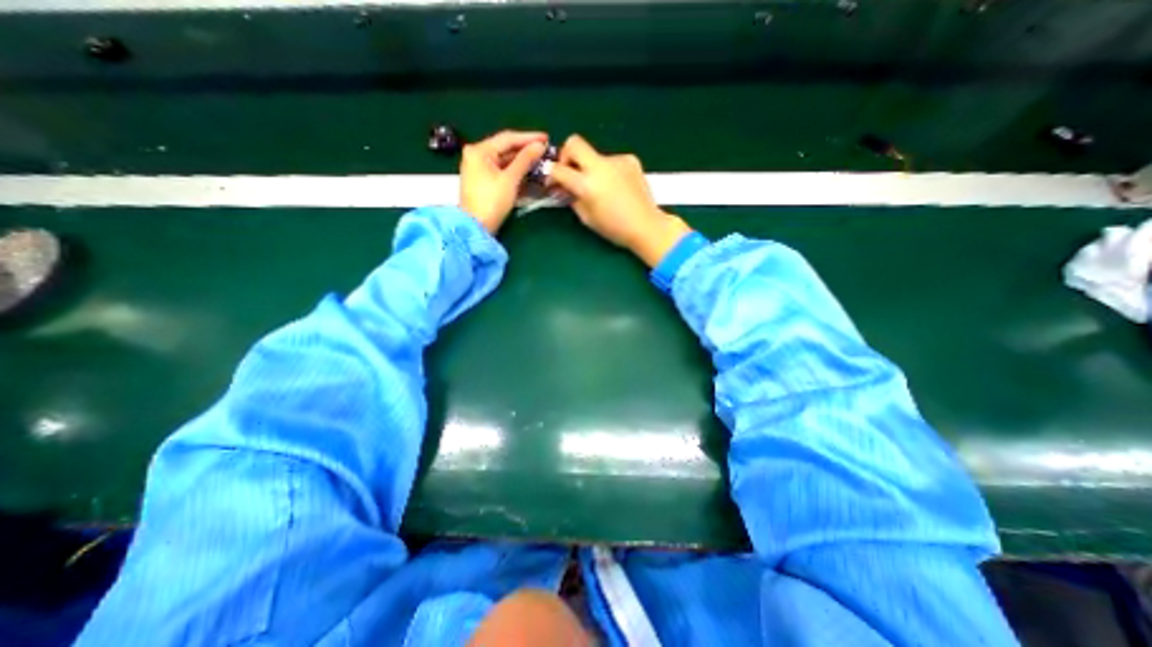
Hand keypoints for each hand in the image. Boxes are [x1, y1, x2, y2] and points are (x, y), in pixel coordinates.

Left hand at [460, 129, 548, 231]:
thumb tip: (539, 146)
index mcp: (479, 150)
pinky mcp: (482, 181)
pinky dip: (514, 172)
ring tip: (540, 161)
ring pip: (504, 161)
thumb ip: (525, 160)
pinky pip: (501, 171)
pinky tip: (528, 173)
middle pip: (505, 148)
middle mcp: (476, 155)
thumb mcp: (510, 180)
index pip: (508, 138)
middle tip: (545, 150)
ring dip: (521, 162)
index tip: (546, 138)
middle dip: (525, 150)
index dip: (529, 137)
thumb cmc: (491, 202)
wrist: (476, 227)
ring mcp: (478, 169)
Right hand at [552, 133, 692, 266]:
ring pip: (595, 155)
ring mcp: (617, 160)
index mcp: (587, 184)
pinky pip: (611, 161)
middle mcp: (600, 166)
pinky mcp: (630, 160)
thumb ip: (572, 199)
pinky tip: (616, 187)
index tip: (553, 181)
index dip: (551, 174)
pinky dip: (608, 171)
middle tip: (571, 171)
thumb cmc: (614, 228)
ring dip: (591, 168)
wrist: (646, 225)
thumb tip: (565, 187)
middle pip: (574, 142)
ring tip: (601, 188)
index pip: (559, 170)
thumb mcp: (586, 218)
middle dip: (566, 155)